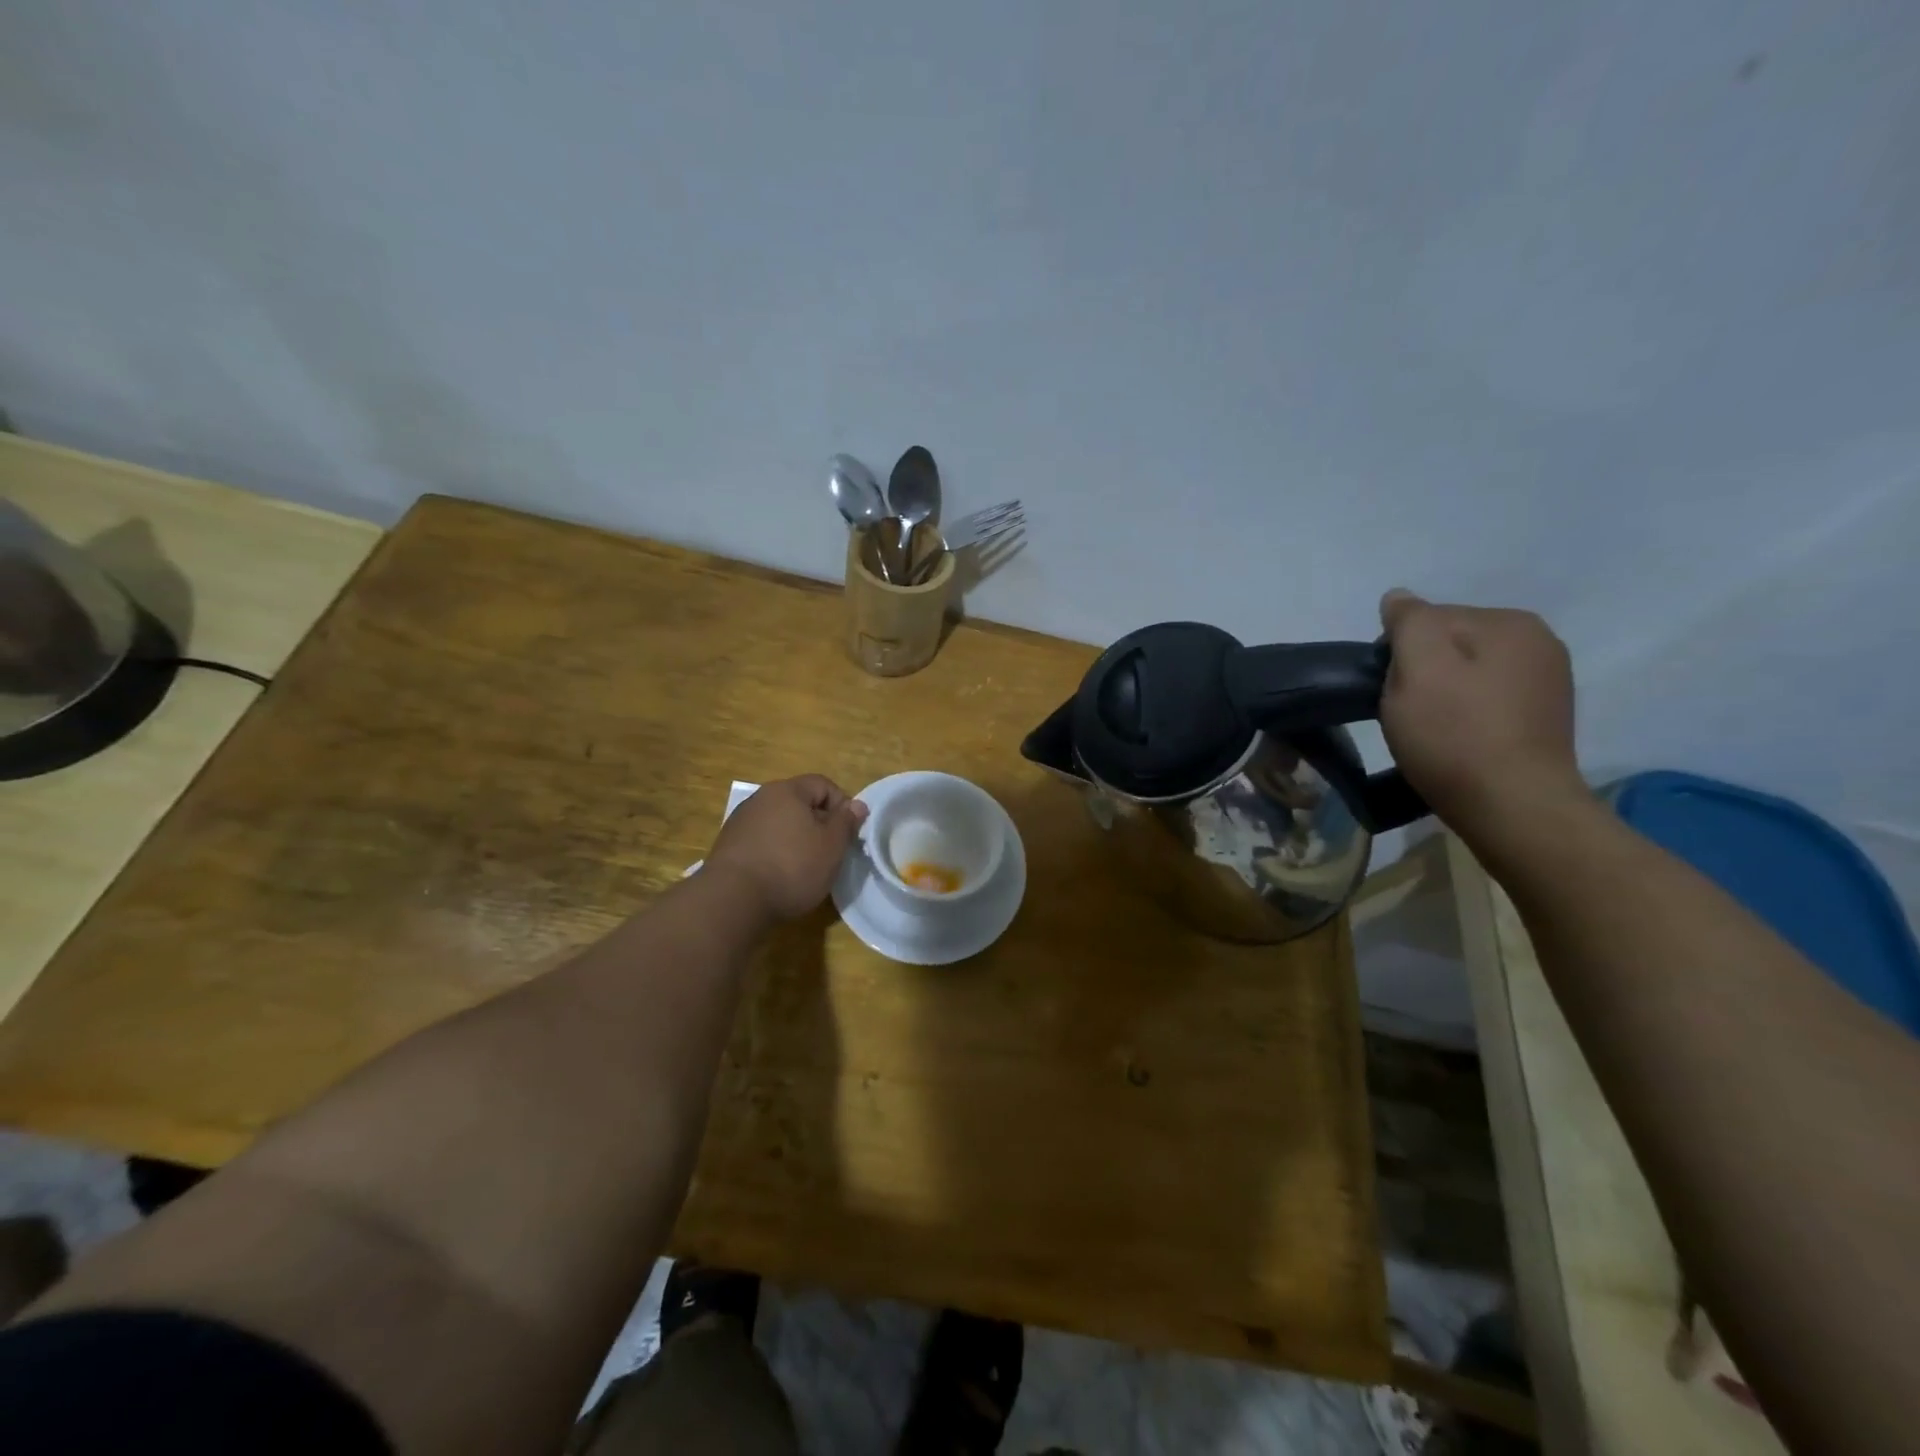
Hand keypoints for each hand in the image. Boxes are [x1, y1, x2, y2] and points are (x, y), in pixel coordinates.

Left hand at [704, 775, 868, 920]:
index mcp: (787, 790)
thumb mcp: (832, 846)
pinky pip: (762, 840)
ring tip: (803, 867)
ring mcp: (741, 821)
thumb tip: (857, 805)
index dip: (842, 805)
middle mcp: (761, 798)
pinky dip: (774, 852)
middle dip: (818, 824)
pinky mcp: (728, 845)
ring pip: (779, 822)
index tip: (847, 834)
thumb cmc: (792, 867)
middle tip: (829, 852)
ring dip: (795, 838)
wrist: (732, 900)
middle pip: (799, 802)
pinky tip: (778, 876)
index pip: (823, 784)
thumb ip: (846, 822)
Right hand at [1377, 590, 1583, 835]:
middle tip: (1407, 714)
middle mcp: (1538, 642)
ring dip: (1441, 695)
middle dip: (1421, 672)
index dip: (1397, 652)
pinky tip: (1458, 742)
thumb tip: (1399, 598)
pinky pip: (1486, 701)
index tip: (1390, 689)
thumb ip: (1408, 622)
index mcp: (1509, 622)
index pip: (1428, 619)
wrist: (1514, 809)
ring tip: (1430, 732)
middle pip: (1449, 644)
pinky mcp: (1544, 720)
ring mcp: (1548, 682)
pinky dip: (1465, 715)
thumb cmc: (1456, 735)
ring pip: (1466, 674)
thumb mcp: (1418, 667)